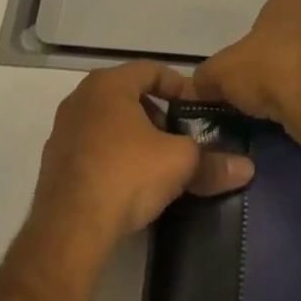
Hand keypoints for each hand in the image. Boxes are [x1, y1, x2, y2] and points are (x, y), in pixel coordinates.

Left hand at [30, 61, 253, 253]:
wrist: (69, 230)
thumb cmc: (127, 175)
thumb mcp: (179, 163)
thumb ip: (212, 161)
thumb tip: (246, 168)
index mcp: (108, 84)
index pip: (151, 70)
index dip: (179, 86)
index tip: (197, 108)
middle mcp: (81, 99)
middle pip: (128, 95)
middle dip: (157, 112)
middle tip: (179, 135)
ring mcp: (63, 131)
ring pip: (108, 122)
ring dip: (134, 135)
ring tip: (157, 161)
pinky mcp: (53, 164)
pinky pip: (91, 148)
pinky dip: (112, 156)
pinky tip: (129, 182)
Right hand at [191, 0, 300, 147]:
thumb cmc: (269, 72)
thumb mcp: (220, 73)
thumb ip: (205, 78)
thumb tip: (197, 87)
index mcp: (287, 5)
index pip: (265, 21)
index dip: (252, 49)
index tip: (245, 75)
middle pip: (293, 41)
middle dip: (282, 63)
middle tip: (265, 94)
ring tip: (290, 111)